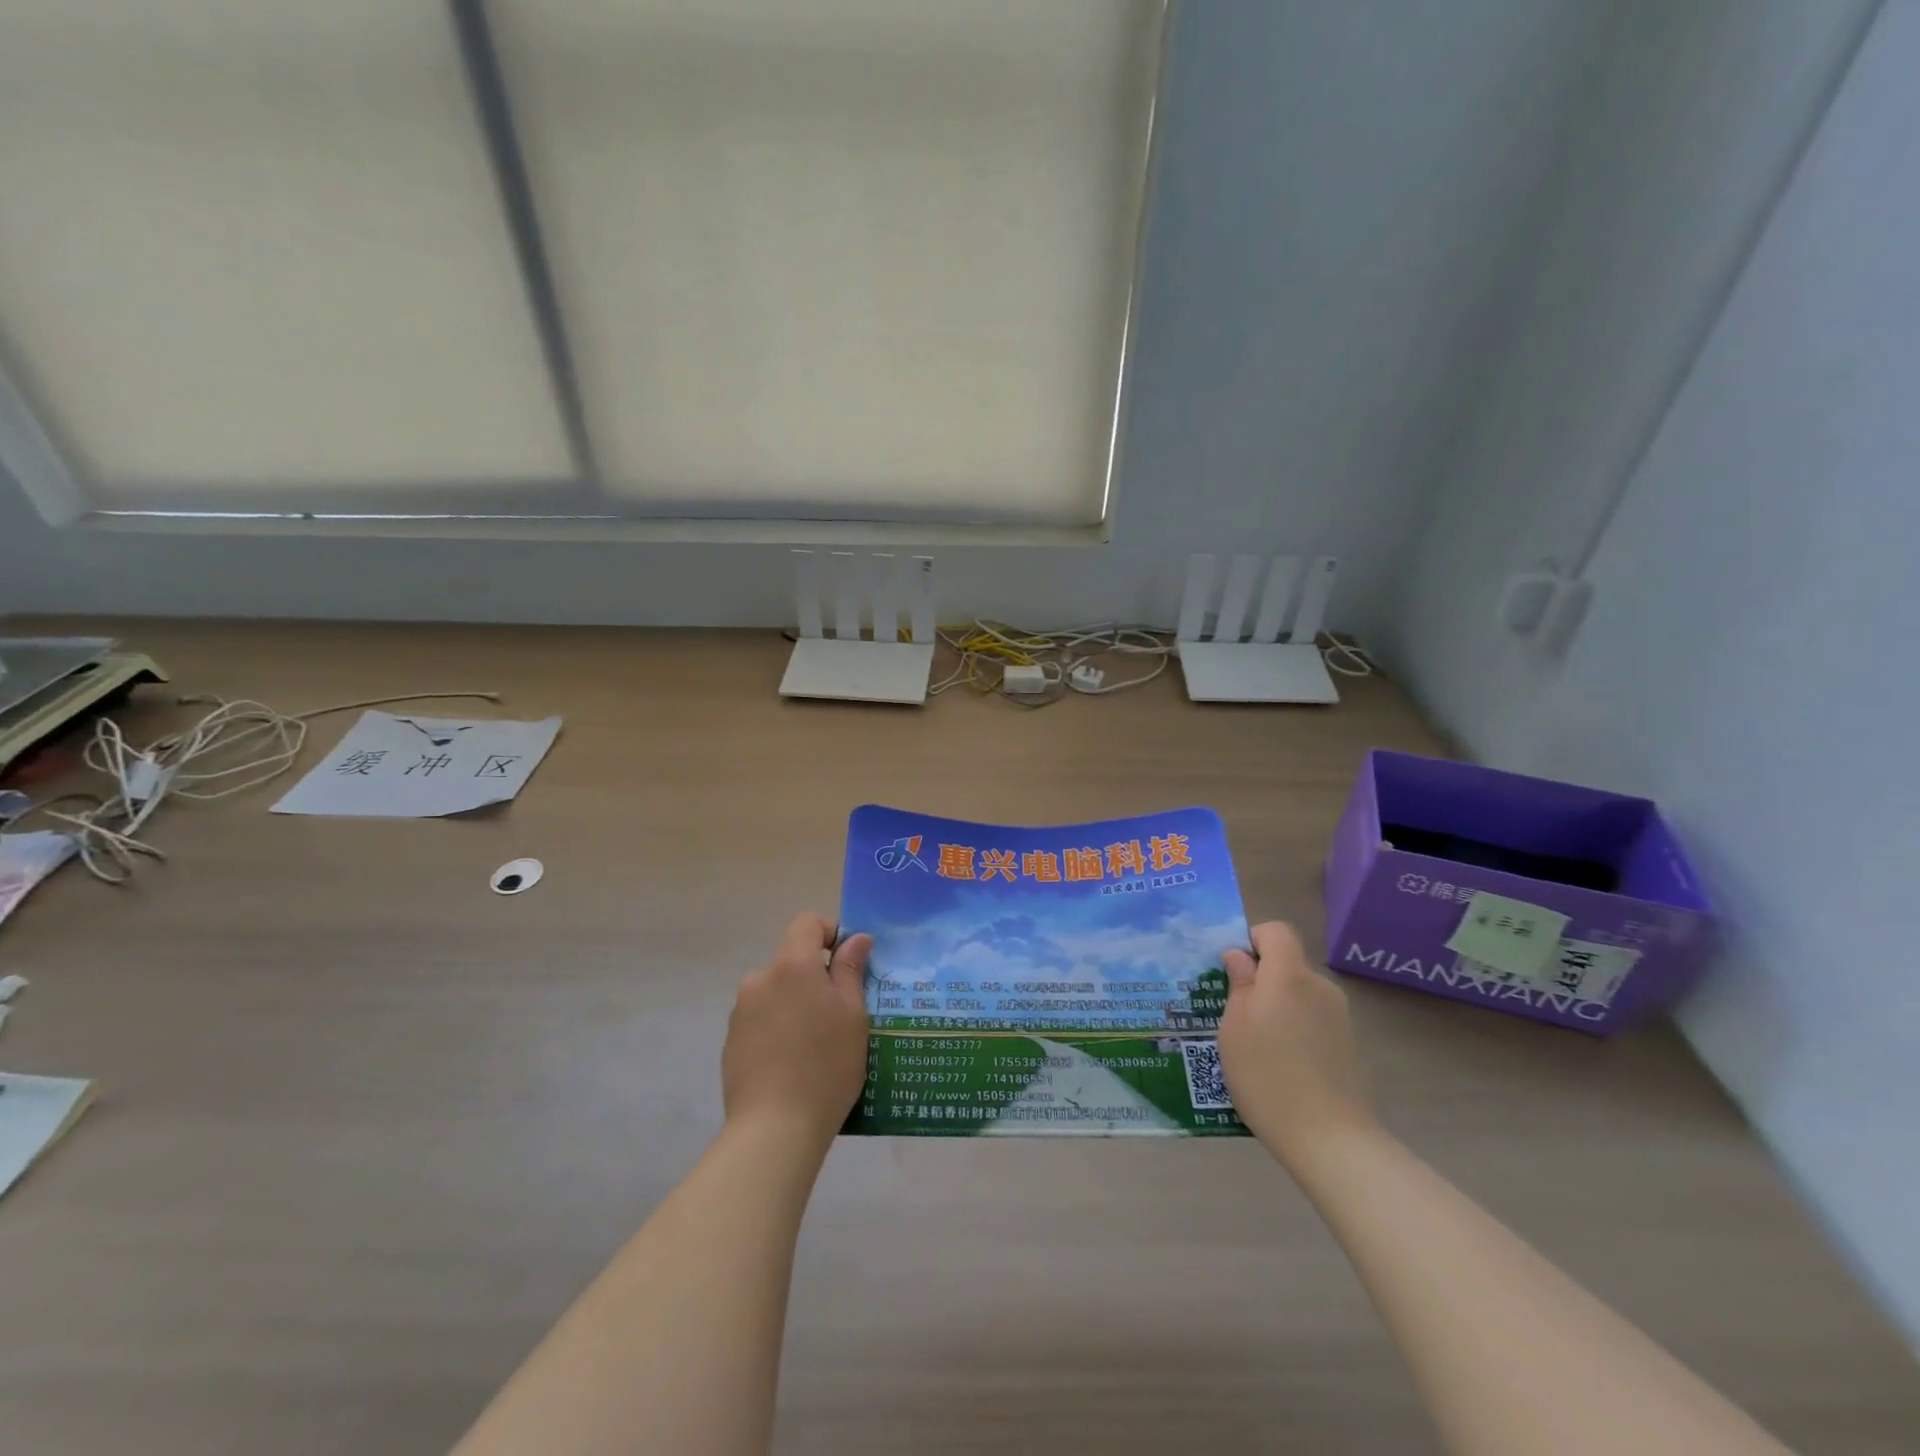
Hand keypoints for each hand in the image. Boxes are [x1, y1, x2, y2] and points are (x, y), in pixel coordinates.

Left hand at [721, 914, 871, 1147]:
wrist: (774, 1129)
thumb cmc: (826, 1064)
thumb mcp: (853, 1014)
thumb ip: (851, 970)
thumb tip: (855, 938)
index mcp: (792, 965)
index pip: (806, 923)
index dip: (830, 933)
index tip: (848, 963)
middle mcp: (760, 979)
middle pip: (791, 962)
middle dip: (815, 979)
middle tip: (840, 1016)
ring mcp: (740, 1013)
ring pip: (776, 994)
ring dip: (795, 1006)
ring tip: (817, 1047)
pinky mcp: (730, 1044)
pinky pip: (762, 1022)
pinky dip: (778, 1031)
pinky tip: (793, 1066)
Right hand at [1218, 920, 1375, 1166]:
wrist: (1329, 1139)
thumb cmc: (1267, 1075)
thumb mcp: (1234, 1027)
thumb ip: (1239, 985)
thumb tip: (1240, 957)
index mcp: (1289, 976)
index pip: (1276, 931)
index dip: (1253, 939)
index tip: (1234, 969)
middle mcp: (1319, 987)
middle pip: (1288, 964)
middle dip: (1261, 979)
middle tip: (1235, 1013)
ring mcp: (1339, 1016)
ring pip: (1299, 994)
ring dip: (1278, 1006)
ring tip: (1256, 1045)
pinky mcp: (1349, 1044)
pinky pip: (1313, 1019)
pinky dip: (1295, 1029)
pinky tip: (1281, 1064)